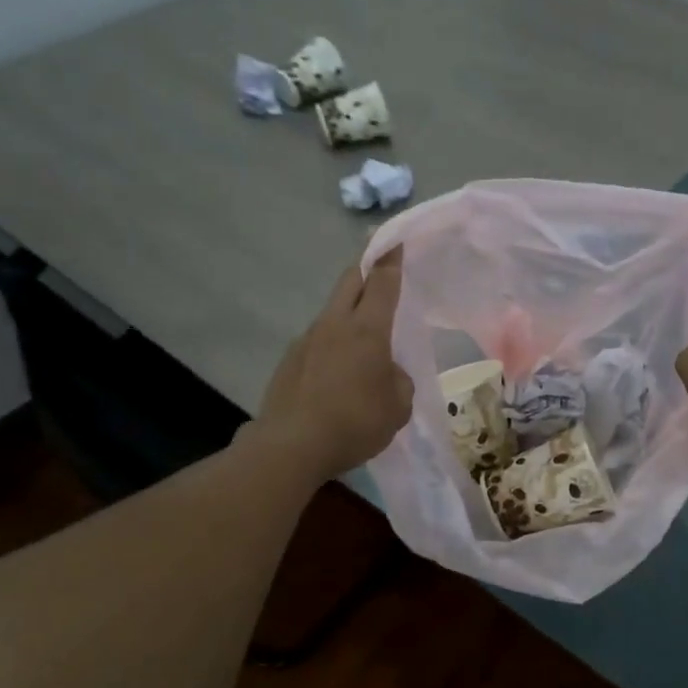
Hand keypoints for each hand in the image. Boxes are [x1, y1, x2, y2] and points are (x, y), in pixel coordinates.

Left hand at [257, 249, 412, 478]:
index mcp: (367, 330)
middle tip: (380, 269)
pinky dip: (332, 345)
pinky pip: (318, 341)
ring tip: (362, 338)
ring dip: (348, 313)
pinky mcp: (289, 361)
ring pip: (332, 312)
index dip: (391, 260)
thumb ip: (398, 381)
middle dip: (367, 270)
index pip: (382, 282)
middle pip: (350, 282)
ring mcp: (306, 340)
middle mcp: (334, 325)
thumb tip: (386, 373)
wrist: (291, 446)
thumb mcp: (398, 406)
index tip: (397, 241)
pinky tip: (337, 372)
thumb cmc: (355, 422)